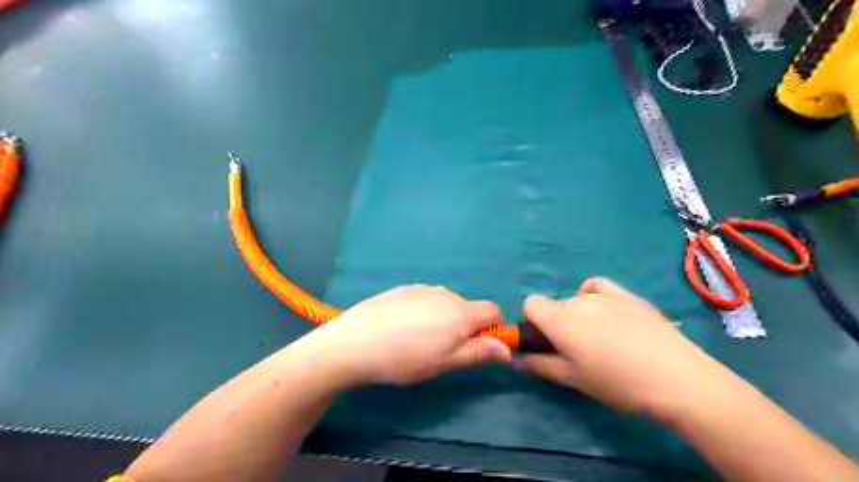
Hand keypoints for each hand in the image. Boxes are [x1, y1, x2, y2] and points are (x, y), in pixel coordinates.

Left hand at [300, 285, 507, 385]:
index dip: (491, 328)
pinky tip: (400, 327)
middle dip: (463, 326)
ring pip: (445, 303)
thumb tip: (506, 348)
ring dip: (442, 318)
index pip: (493, 310)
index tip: (475, 346)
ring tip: (416, 340)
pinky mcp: (403, 288)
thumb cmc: (405, 358)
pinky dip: (422, 311)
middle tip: (440, 350)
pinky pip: (424, 298)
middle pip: (467, 307)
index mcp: (461, 312)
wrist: (355, 341)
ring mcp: (422, 288)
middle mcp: (446, 294)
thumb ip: (478, 352)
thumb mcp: (445, 363)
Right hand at [516, 278, 744, 419]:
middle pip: (555, 304)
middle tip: (577, 350)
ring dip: (577, 313)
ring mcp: (605, 294)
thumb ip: (539, 365)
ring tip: (600, 337)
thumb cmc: (618, 383)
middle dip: (557, 323)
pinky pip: (597, 286)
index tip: (545, 341)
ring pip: (576, 299)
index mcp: (560, 319)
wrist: (677, 378)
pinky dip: (593, 295)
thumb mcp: (573, 379)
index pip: (531, 303)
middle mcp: (578, 300)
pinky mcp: (627, 294)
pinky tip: (606, 313)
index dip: (532, 321)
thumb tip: (513, 360)